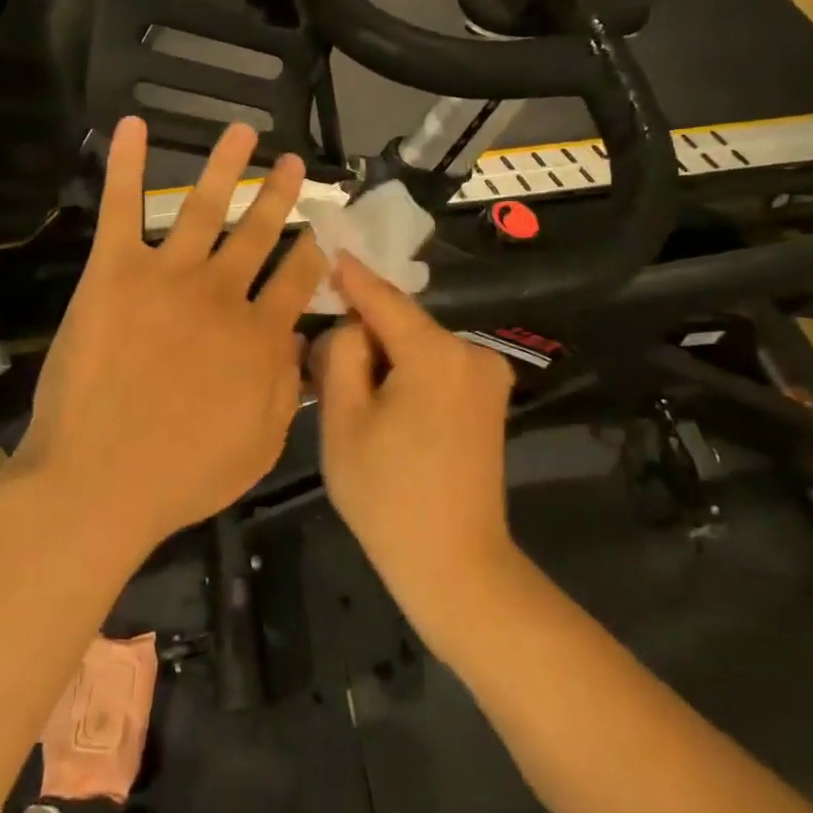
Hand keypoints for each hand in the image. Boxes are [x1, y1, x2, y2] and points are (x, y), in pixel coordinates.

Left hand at [17, 117, 325, 548]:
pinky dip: (125, 165)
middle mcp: (222, 293)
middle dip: (278, 195)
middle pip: (257, 233)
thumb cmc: (183, 474)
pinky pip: (121, 208)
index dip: (314, 252)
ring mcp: (168, 276)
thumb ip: (286, 385)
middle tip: (292, 164)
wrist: (101, 479)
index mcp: (259, 334)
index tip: (322, 231)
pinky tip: (132, 127)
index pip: (297, 279)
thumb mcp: (261, 444)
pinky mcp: (114, 271)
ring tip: (242, 133)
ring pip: (204, 206)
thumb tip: (299, 337)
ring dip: (225, 165)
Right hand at [314, 253, 516, 597]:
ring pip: (418, 348)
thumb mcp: (343, 419)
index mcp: (436, 353)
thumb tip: (351, 327)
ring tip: (351, 397)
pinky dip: (407, 376)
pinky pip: (436, 369)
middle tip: (323, 361)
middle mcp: (471, 353)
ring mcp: (487, 378)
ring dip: (384, 359)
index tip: (329, 248)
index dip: (352, 276)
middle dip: (364, 335)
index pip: (384, 298)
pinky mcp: (489, 402)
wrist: (455, 564)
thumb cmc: (387, 494)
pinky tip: (385, 411)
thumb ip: (341, 355)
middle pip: (401, 325)